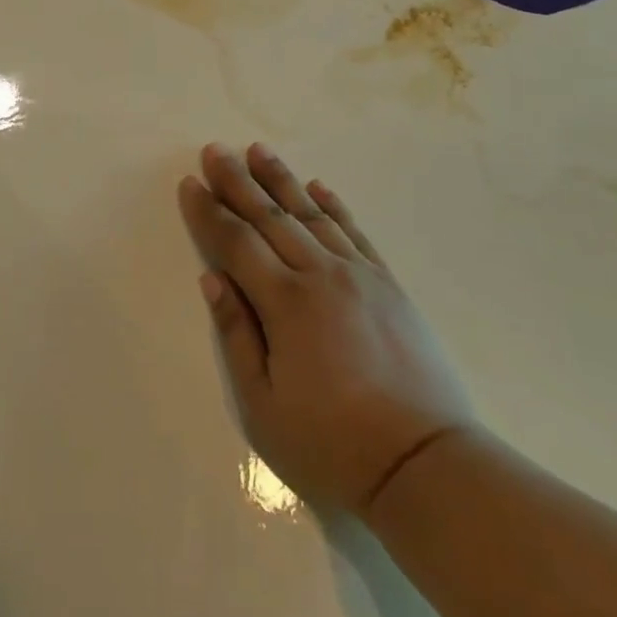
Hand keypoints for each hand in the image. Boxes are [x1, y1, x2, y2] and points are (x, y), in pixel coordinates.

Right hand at [178, 142, 474, 517]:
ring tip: (257, 150)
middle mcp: (321, 275)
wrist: (426, 466)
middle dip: (238, 181)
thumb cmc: (332, 446)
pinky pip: (354, 232)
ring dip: (281, 180)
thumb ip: (236, 336)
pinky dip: (333, 206)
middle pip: (270, 217)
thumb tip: (212, 279)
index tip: (190, 183)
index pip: (236, 243)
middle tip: (215, 150)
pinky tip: (318, 187)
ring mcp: (360, 275)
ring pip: (311, 214)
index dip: (209, 212)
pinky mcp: (389, 285)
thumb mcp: (264, 407)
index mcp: (285, 303)